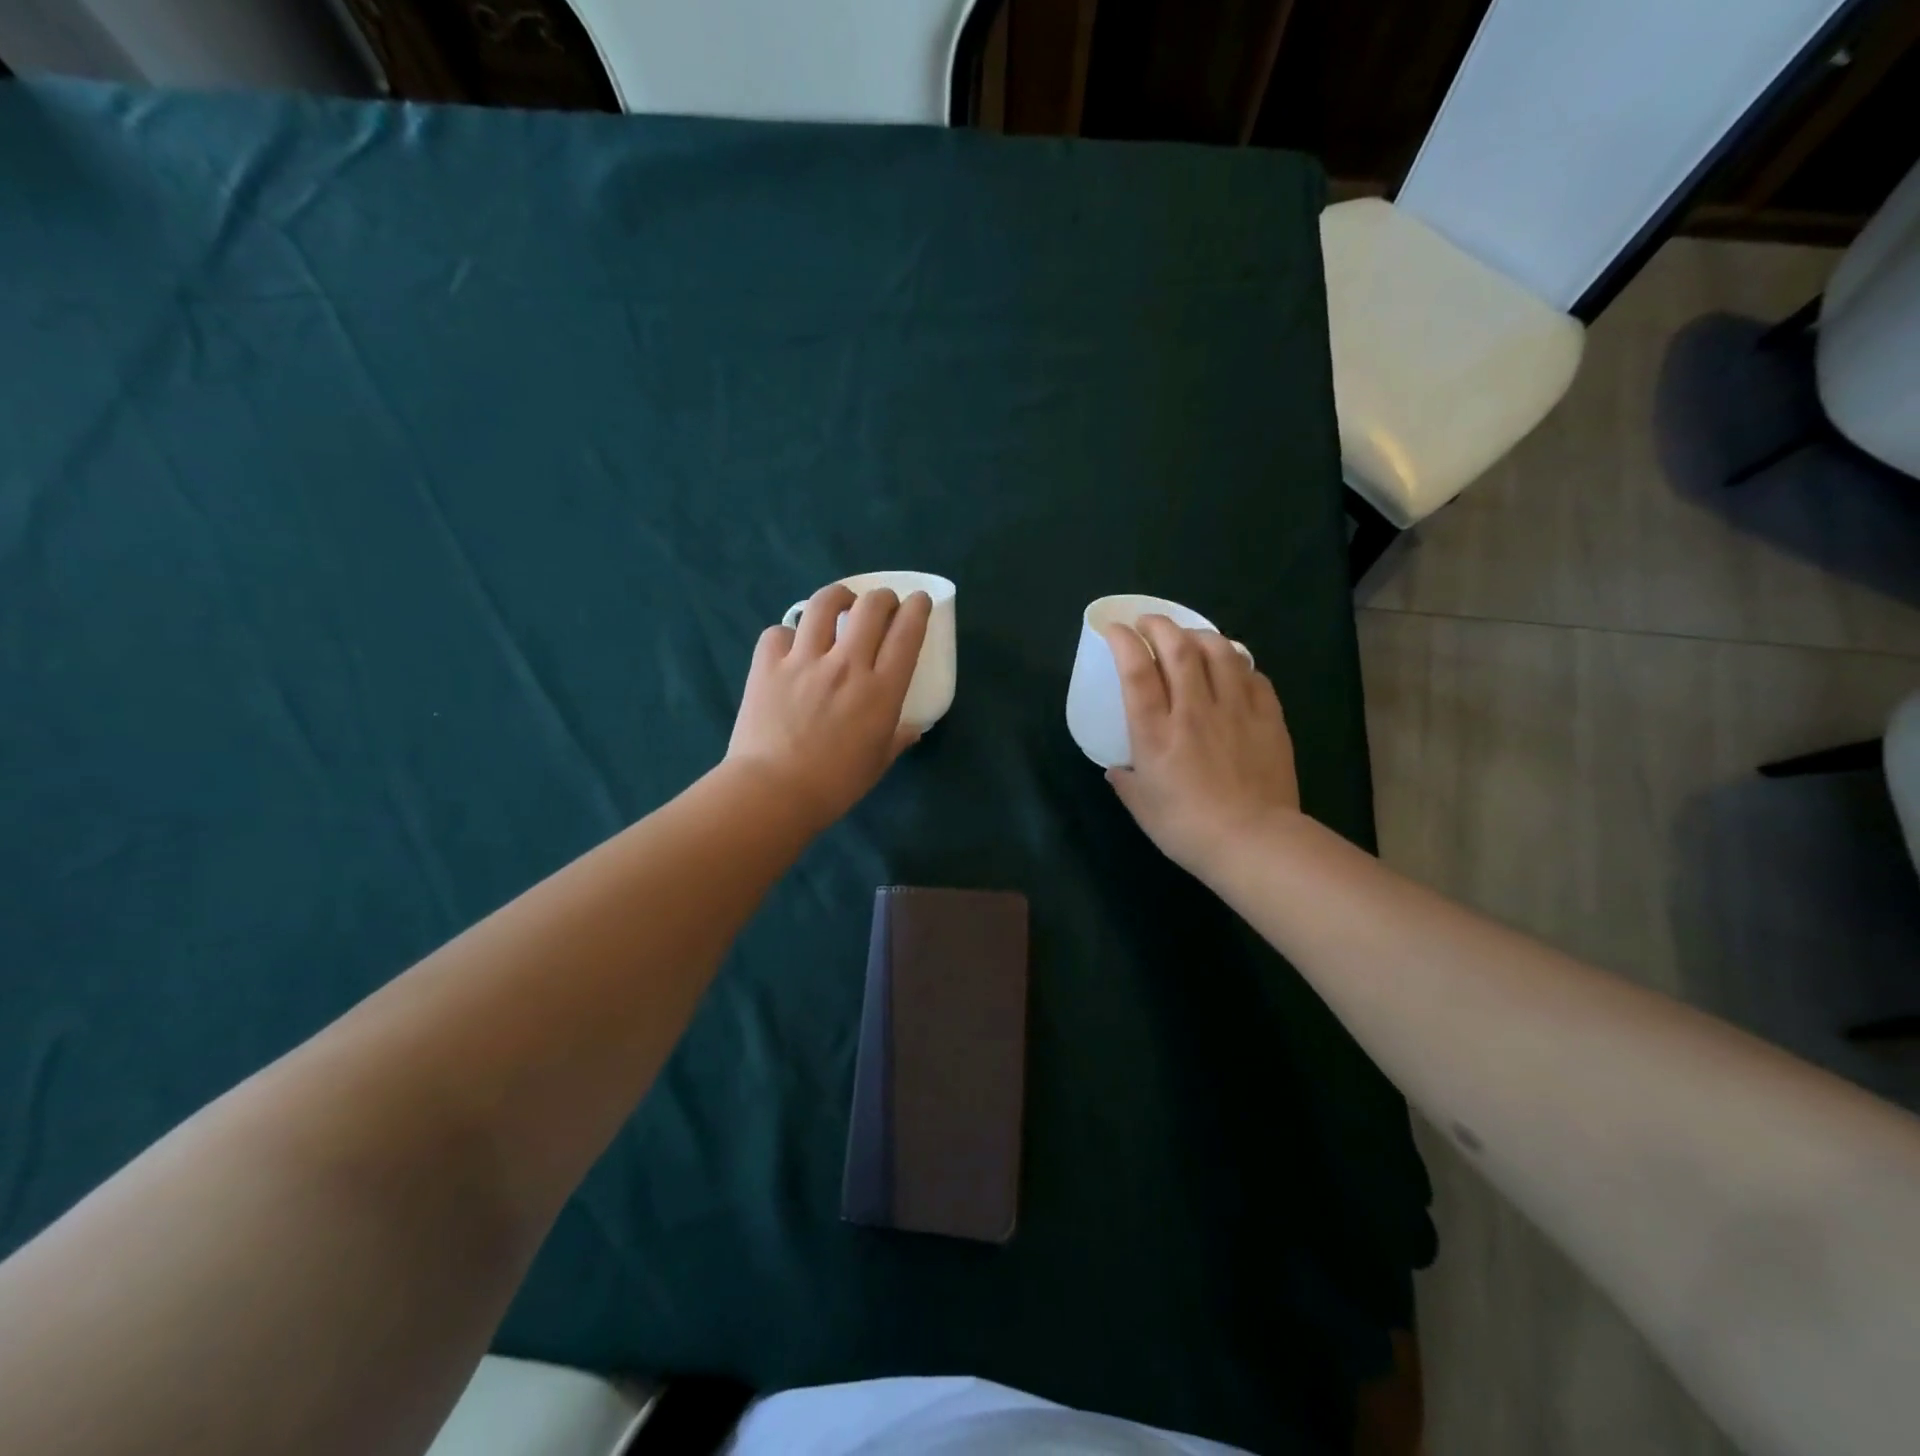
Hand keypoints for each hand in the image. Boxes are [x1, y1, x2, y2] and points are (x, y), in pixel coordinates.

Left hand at [726, 584, 930, 831]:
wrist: (773, 792)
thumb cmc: (835, 785)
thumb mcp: (878, 763)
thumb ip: (898, 739)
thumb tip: (913, 729)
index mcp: (881, 691)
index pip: (907, 633)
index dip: (917, 609)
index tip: (919, 601)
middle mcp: (847, 665)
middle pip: (871, 607)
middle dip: (883, 597)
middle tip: (882, 605)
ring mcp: (804, 660)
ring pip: (824, 604)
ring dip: (839, 596)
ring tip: (840, 603)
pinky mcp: (768, 664)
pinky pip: (779, 631)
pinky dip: (788, 633)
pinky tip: (791, 645)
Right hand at [1103, 615, 1299, 878]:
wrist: (1253, 842)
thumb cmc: (1187, 828)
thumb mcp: (1142, 807)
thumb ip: (1126, 781)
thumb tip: (1119, 769)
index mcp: (1155, 733)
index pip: (1136, 671)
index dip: (1123, 641)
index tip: (1115, 629)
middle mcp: (1194, 710)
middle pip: (1178, 649)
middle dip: (1160, 625)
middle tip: (1149, 623)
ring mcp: (1235, 711)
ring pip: (1220, 652)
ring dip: (1200, 635)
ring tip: (1190, 637)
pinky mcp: (1268, 718)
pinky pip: (1253, 675)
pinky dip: (1238, 663)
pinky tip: (1232, 668)